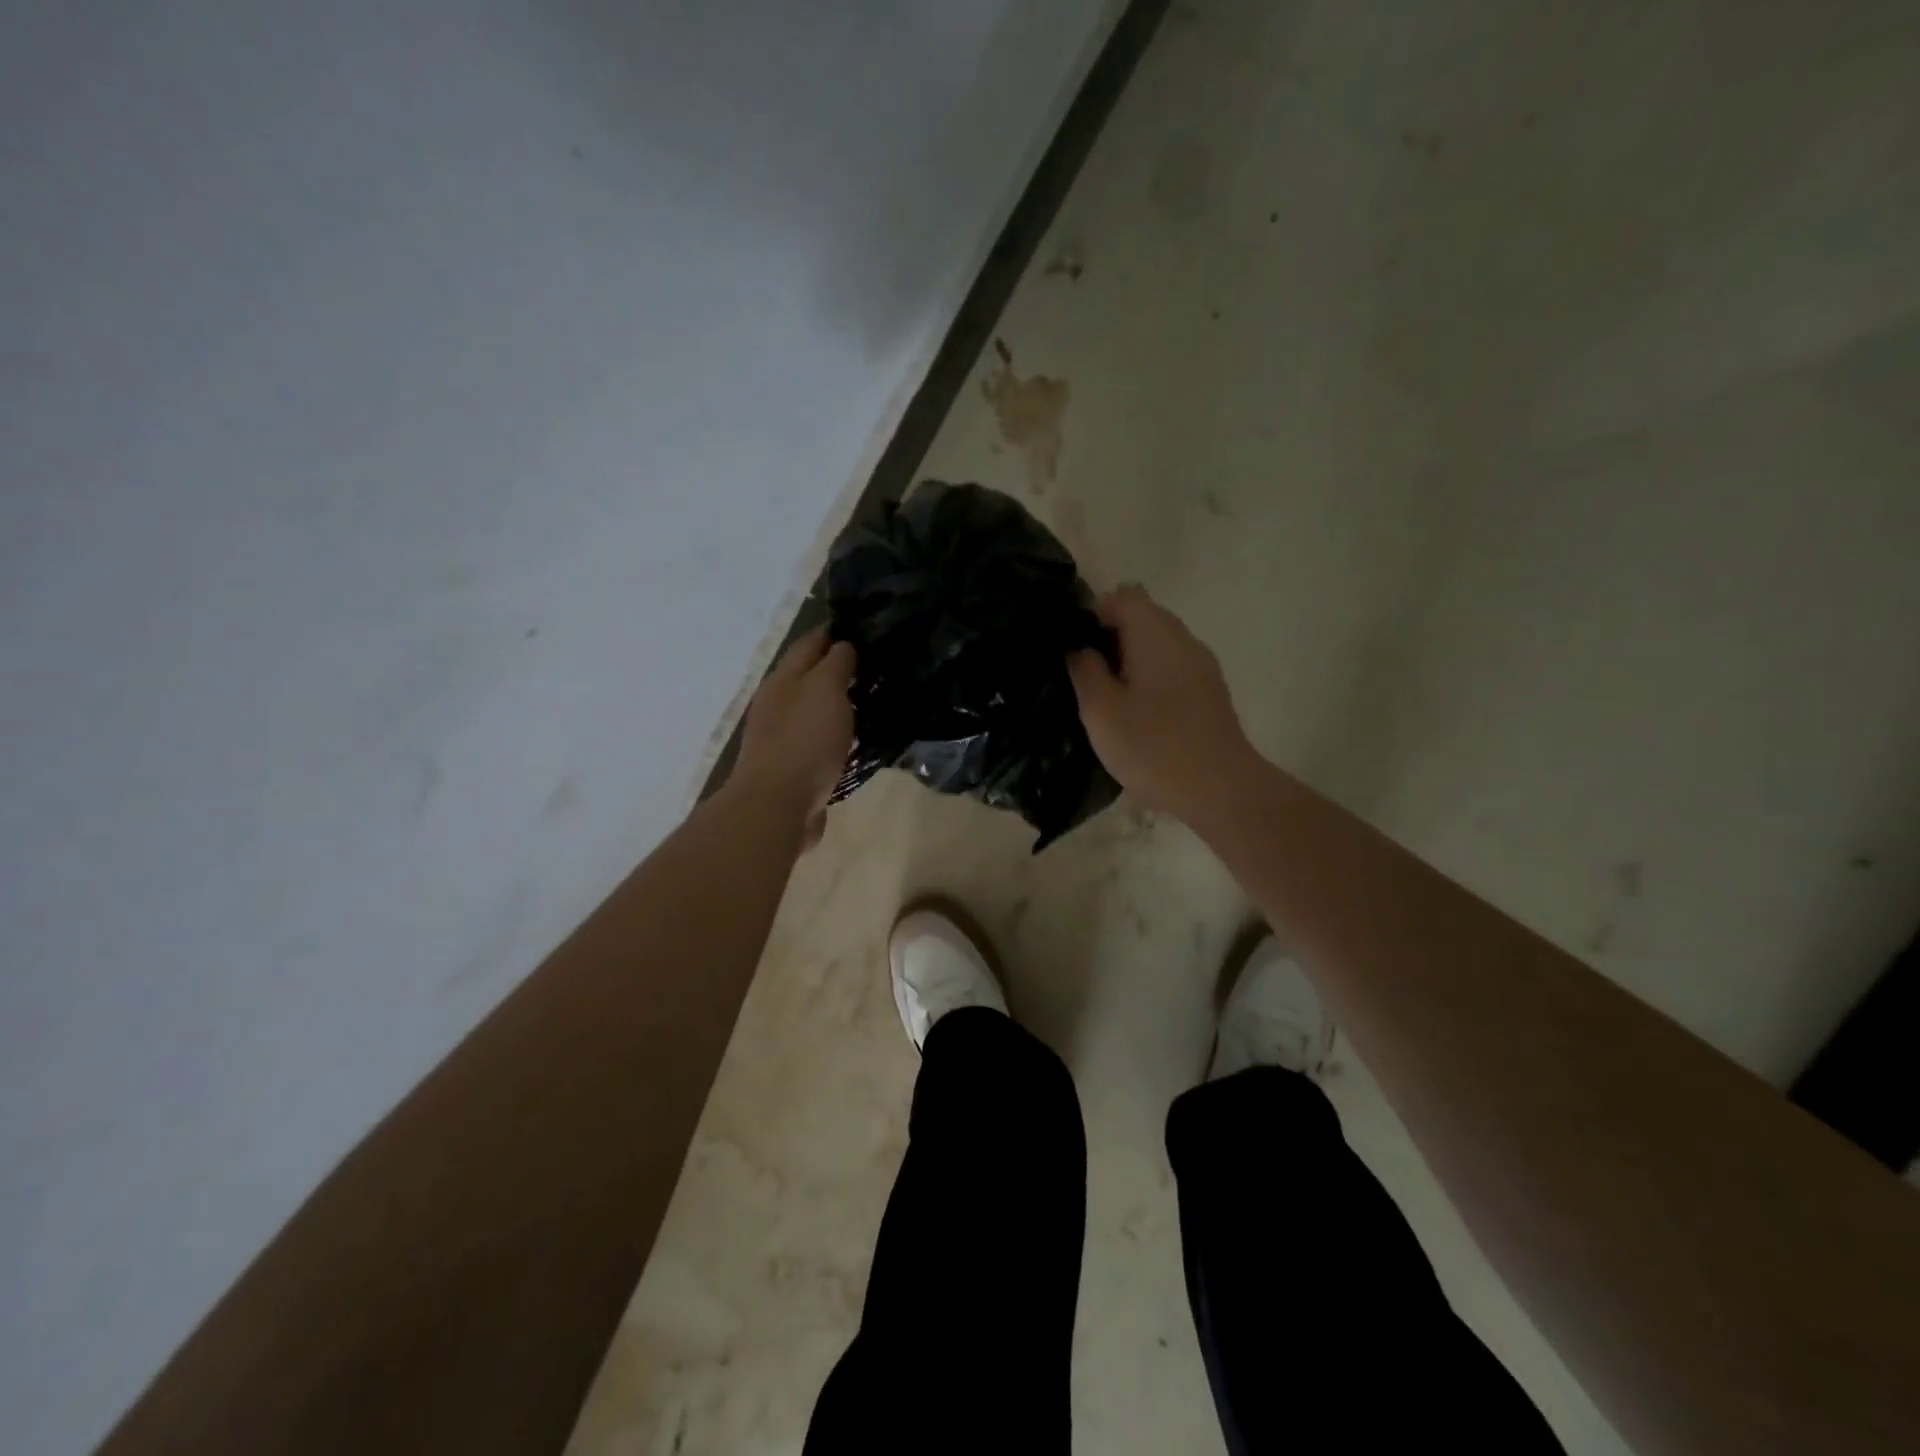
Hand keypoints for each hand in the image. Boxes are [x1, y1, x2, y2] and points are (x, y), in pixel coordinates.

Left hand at [732, 627, 855, 840]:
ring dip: (839, 704)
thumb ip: (836, 663)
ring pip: (816, 711)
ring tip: (874, 700)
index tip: (866, 626)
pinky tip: (859, 740)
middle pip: (810, 677)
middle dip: (839, 668)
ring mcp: (783, 738)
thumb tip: (844, 645)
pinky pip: (821, 743)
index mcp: (782, 679)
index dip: (835, 632)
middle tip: (878, 665)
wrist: (778, 805)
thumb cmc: (804, 740)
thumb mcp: (825, 689)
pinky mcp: (795, 769)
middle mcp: (778, 704)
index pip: (810, 643)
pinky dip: (838, 736)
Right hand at [1066, 585, 1257, 822]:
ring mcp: (1201, 666)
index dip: (1093, 611)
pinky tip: (1135, 712)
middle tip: (1083, 672)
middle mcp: (1183, 640)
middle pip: (1143, 616)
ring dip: (1129, 659)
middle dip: (1109, 636)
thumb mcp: (1102, 711)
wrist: (1222, 791)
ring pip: (1158, 644)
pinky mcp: (1209, 693)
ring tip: (1105, 695)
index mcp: (1156, 634)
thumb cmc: (1154, 747)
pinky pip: (1171, 668)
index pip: (1123, 596)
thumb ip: (1085, 671)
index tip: (1072, 645)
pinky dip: (1149, 677)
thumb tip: (1079, 646)